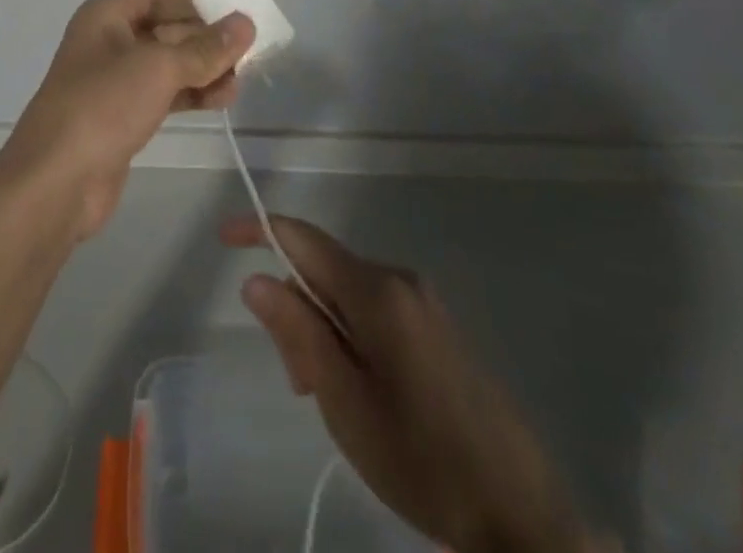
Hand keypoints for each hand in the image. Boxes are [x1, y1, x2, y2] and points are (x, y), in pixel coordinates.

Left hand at [0, 0, 251, 240]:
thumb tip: (245, 24)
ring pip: (168, 65)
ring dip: (203, 70)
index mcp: (106, 15)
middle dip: (206, 40)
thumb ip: (206, 47)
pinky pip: (164, 93)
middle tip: (248, 52)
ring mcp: (114, 81)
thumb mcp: (159, 67)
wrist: (56, 182)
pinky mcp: (122, 116)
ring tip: (239, 82)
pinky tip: (221, 100)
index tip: (237, 15)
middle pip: (167, 30)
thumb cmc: (104, 105)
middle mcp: (109, 41)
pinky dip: (192, 94)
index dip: (198, 3)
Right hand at [225, 215, 598, 552]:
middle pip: (325, 271)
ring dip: (324, 331)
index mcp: (376, 290)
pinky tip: (363, 393)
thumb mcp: (345, 403)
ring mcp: (423, 302)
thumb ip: (299, 332)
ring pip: (349, 294)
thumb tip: (256, 278)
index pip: (304, 238)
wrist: (518, 512)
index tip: (224, 237)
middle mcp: (400, 279)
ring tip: (332, 400)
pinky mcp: (437, 328)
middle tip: (298, 384)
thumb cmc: (421, 458)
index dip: (260, 230)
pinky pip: (376, 311)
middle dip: (297, 309)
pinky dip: (352, 338)